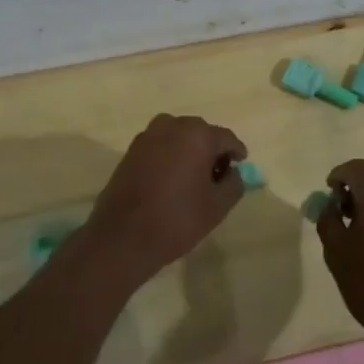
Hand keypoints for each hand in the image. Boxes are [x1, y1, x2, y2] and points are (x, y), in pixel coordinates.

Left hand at [83, 114, 246, 287]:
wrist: (122, 237)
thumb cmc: (177, 219)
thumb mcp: (217, 206)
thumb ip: (234, 184)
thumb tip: (231, 172)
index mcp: (197, 135)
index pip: (225, 138)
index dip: (236, 151)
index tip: (241, 164)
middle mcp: (171, 126)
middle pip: (200, 133)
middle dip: (211, 150)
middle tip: (218, 174)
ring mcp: (147, 137)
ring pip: (178, 138)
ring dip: (189, 151)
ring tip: (194, 178)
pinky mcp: (130, 152)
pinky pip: (159, 147)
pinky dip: (170, 157)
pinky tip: (172, 180)